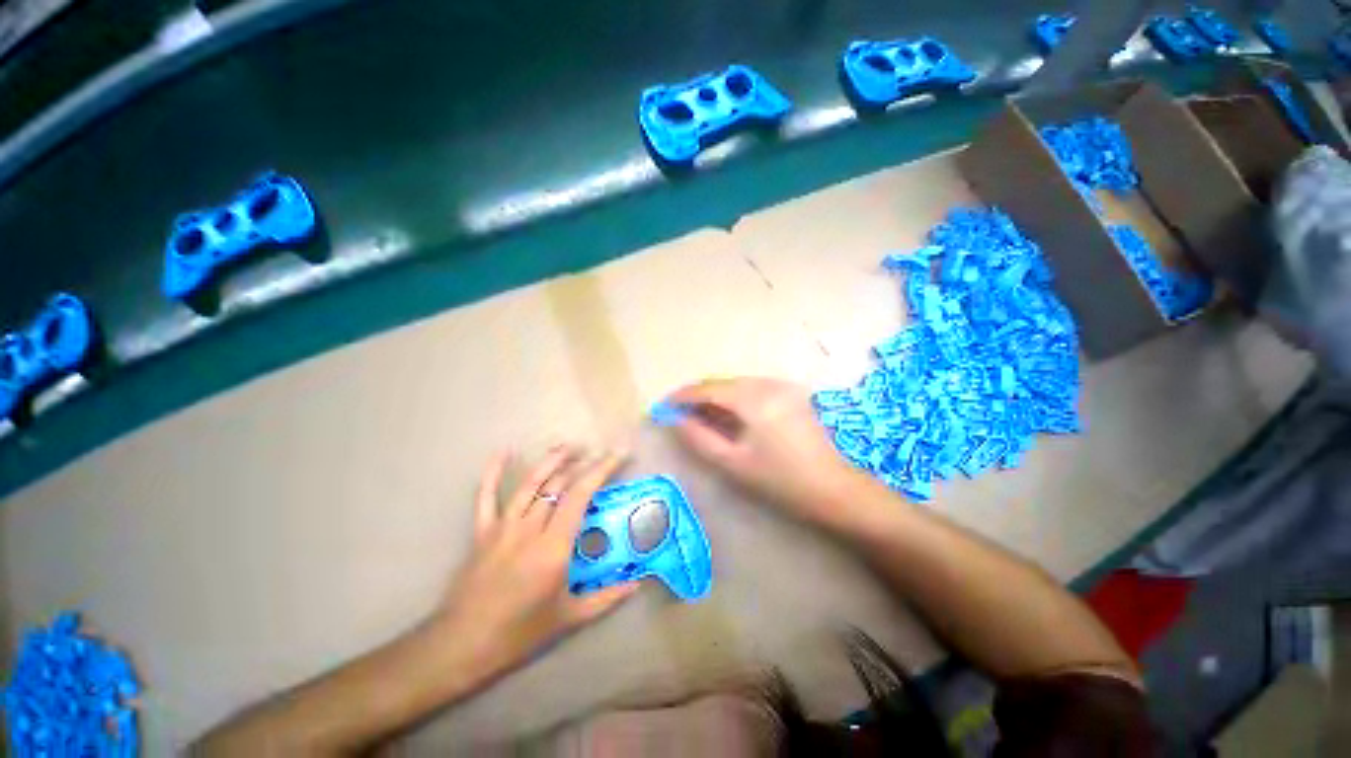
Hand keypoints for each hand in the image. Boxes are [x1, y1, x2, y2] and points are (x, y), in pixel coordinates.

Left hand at [427, 447, 638, 688]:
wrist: (462, 646)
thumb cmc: (519, 633)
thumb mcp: (569, 618)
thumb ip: (606, 598)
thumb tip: (637, 584)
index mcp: (553, 547)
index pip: (580, 495)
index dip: (600, 470)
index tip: (617, 455)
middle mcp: (529, 528)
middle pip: (558, 484)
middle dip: (582, 463)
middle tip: (600, 453)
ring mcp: (503, 527)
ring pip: (530, 483)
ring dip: (551, 461)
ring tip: (569, 446)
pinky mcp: (482, 531)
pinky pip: (486, 496)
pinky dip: (493, 472)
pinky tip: (504, 452)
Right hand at [665, 377, 863, 522]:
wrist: (833, 488)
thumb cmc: (780, 480)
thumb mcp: (733, 462)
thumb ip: (699, 438)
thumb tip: (676, 420)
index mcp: (753, 398)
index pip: (708, 389)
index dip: (682, 396)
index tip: (662, 407)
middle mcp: (767, 383)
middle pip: (722, 383)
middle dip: (698, 396)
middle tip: (678, 414)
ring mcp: (782, 386)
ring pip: (737, 384)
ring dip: (715, 397)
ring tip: (698, 416)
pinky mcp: (790, 393)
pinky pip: (752, 389)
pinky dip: (734, 398)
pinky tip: (727, 415)